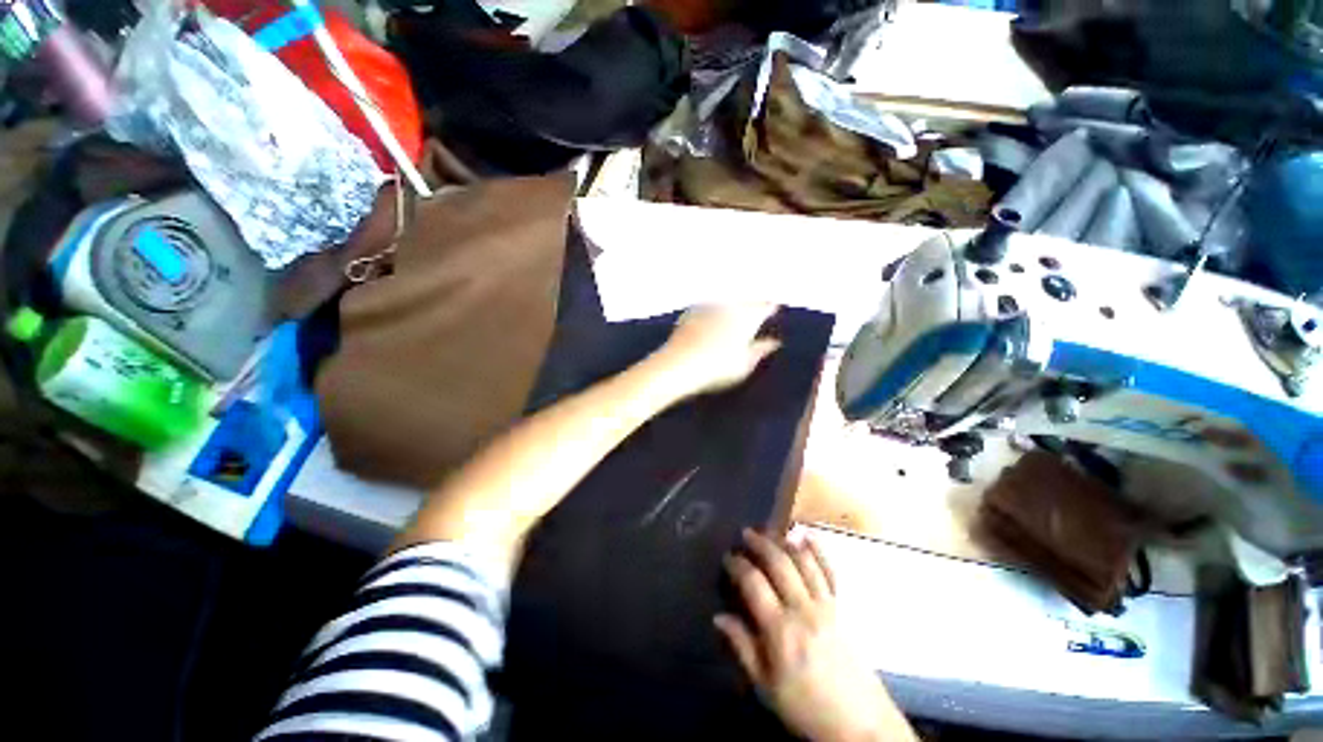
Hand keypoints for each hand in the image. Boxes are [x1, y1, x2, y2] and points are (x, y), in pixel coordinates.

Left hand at [652, 304, 781, 398]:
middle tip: (756, 310)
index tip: (774, 311)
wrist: (677, 365)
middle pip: (744, 300)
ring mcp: (706, 307)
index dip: (771, 308)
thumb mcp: (745, 364)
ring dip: (731, 306)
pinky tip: (710, 319)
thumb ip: (760, 350)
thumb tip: (774, 342)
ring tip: (734, 314)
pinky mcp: (688, 314)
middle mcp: (728, 306)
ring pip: (725, 301)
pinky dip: (712, 312)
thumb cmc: (717, 367)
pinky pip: (706, 308)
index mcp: (747, 316)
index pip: (765, 306)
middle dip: (751, 304)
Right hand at [716, 530, 907, 741]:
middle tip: (745, 533)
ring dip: (784, 541)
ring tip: (770, 530)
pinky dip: (817, 550)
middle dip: (759, 543)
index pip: (754, 583)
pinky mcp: (841, 608)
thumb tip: (719, 616)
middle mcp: (803, 609)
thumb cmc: (807, 708)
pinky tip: (806, 535)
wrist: (860, 724)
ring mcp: (826, 605)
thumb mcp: (766, 687)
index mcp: (781, 630)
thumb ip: (742, 648)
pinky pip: (829, 572)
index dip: (738, 565)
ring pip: (803, 561)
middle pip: (779, 564)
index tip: (727, 557)